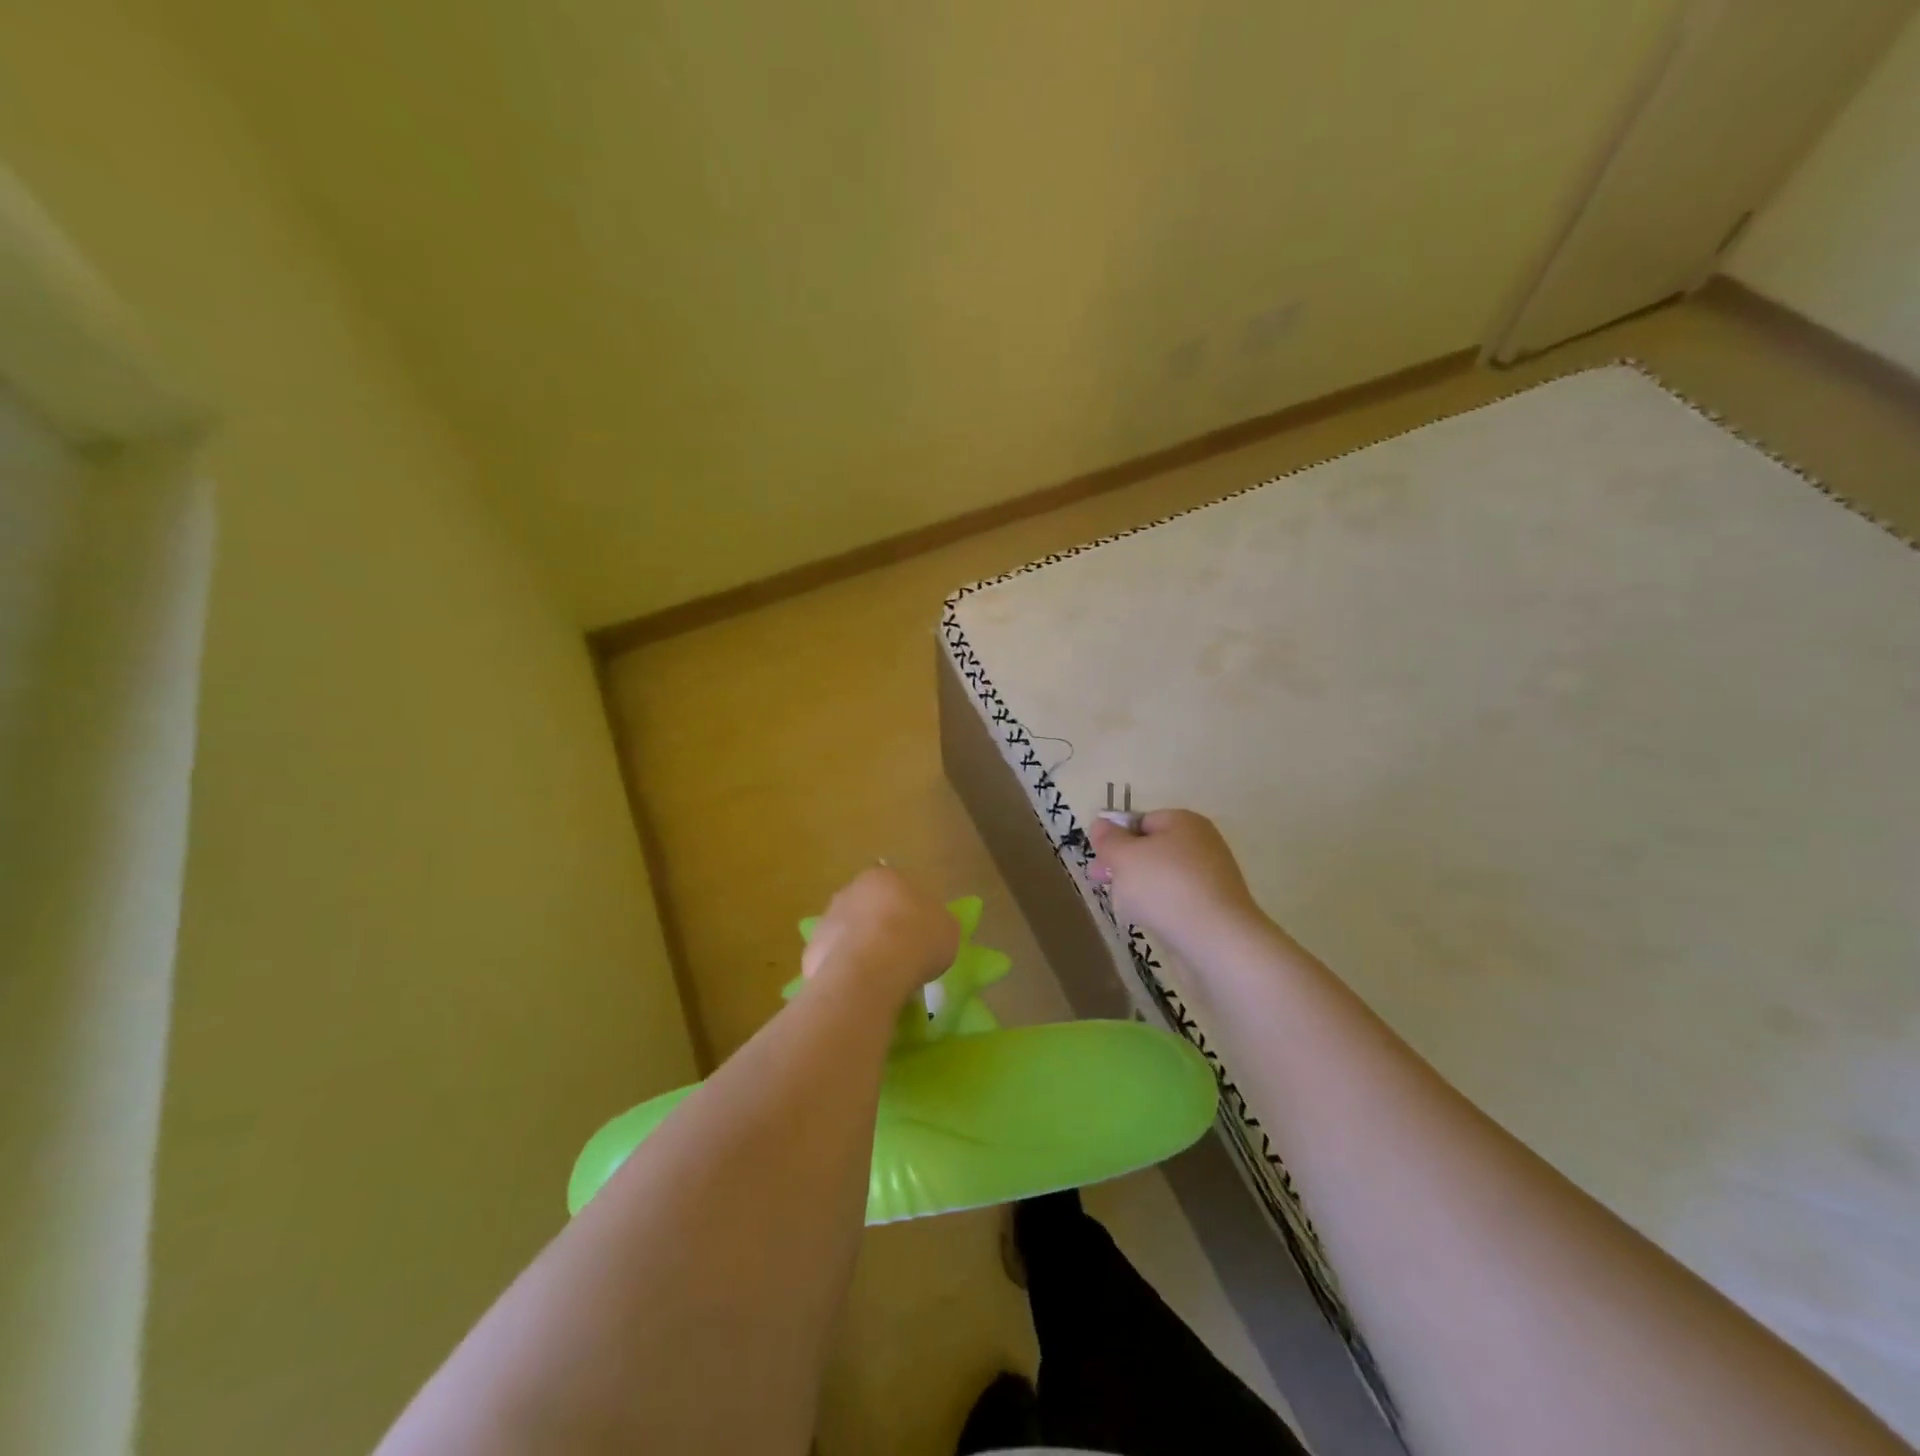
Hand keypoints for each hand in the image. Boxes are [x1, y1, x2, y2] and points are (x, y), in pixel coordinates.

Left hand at [800, 866, 957, 1007]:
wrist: (871, 970)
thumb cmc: (917, 939)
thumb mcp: (947, 929)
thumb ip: (937, 923)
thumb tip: (931, 929)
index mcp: (884, 876)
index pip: (896, 887)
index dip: (908, 911)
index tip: (918, 934)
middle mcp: (850, 891)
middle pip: (868, 908)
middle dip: (879, 927)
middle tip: (898, 955)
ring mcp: (826, 920)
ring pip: (848, 933)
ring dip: (859, 949)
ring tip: (879, 978)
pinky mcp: (811, 951)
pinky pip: (833, 961)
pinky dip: (844, 972)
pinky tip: (859, 989)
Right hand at [1088, 809, 1264, 948]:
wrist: (1216, 941)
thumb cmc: (1165, 887)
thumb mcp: (1124, 857)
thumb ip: (1109, 839)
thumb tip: (1101, 824)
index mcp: (1184, 822)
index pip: (1141, 821)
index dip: (1116, 838)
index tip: (1099, 859)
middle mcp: (1201, 844)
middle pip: (1151, 849)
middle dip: (1123, 866)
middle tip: (1100, 882)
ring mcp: (1210, 878)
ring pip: (1161, 878)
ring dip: (1138, 889)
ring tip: (1125, 908)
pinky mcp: (1213, 909)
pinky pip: (1176, 902)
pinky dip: (1159, 909)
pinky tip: (1148, 923)